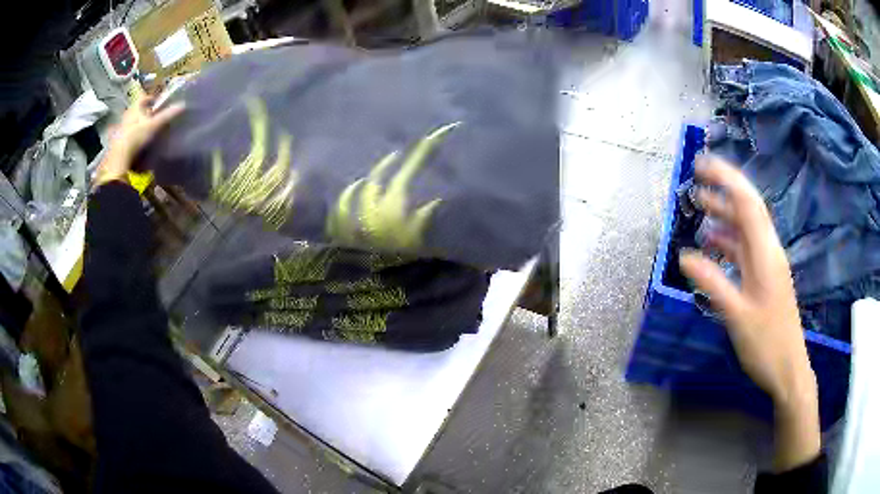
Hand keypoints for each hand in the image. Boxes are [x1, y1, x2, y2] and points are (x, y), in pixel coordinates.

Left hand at [95, 96, 184, 186]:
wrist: (120, 158)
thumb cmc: (137, 136)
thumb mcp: (155, 125)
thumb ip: (168, 115)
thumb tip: (183, 105)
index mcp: (135, 108)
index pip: (144, 98)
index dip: (152, 99)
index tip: (158, 104)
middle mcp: (127, 116)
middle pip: (138, 111)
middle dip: (146, 114)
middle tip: (155, 118)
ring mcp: (122, 129)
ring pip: (133, 123)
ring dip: (140, 125)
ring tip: (149, 132)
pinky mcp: (119, 141)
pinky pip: (129, 135)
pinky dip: (135, 136)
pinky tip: (140, 143)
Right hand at [678, 155, 818, 470]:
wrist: (788, 369)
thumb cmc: (766, 344)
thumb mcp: (737, 316)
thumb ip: (713, 283)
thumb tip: (685, 256)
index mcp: (765, 254)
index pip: (746, 203)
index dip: (725, 178)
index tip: (701, 164)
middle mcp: (769, 250)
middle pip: (749, 208)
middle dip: (724, 187)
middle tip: (697, 177)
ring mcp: (768, 264)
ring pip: (747, 227)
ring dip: (725, 213)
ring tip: (700, 205)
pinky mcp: (766, 277)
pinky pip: (746, 248)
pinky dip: (729, 239)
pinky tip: (714, 243)